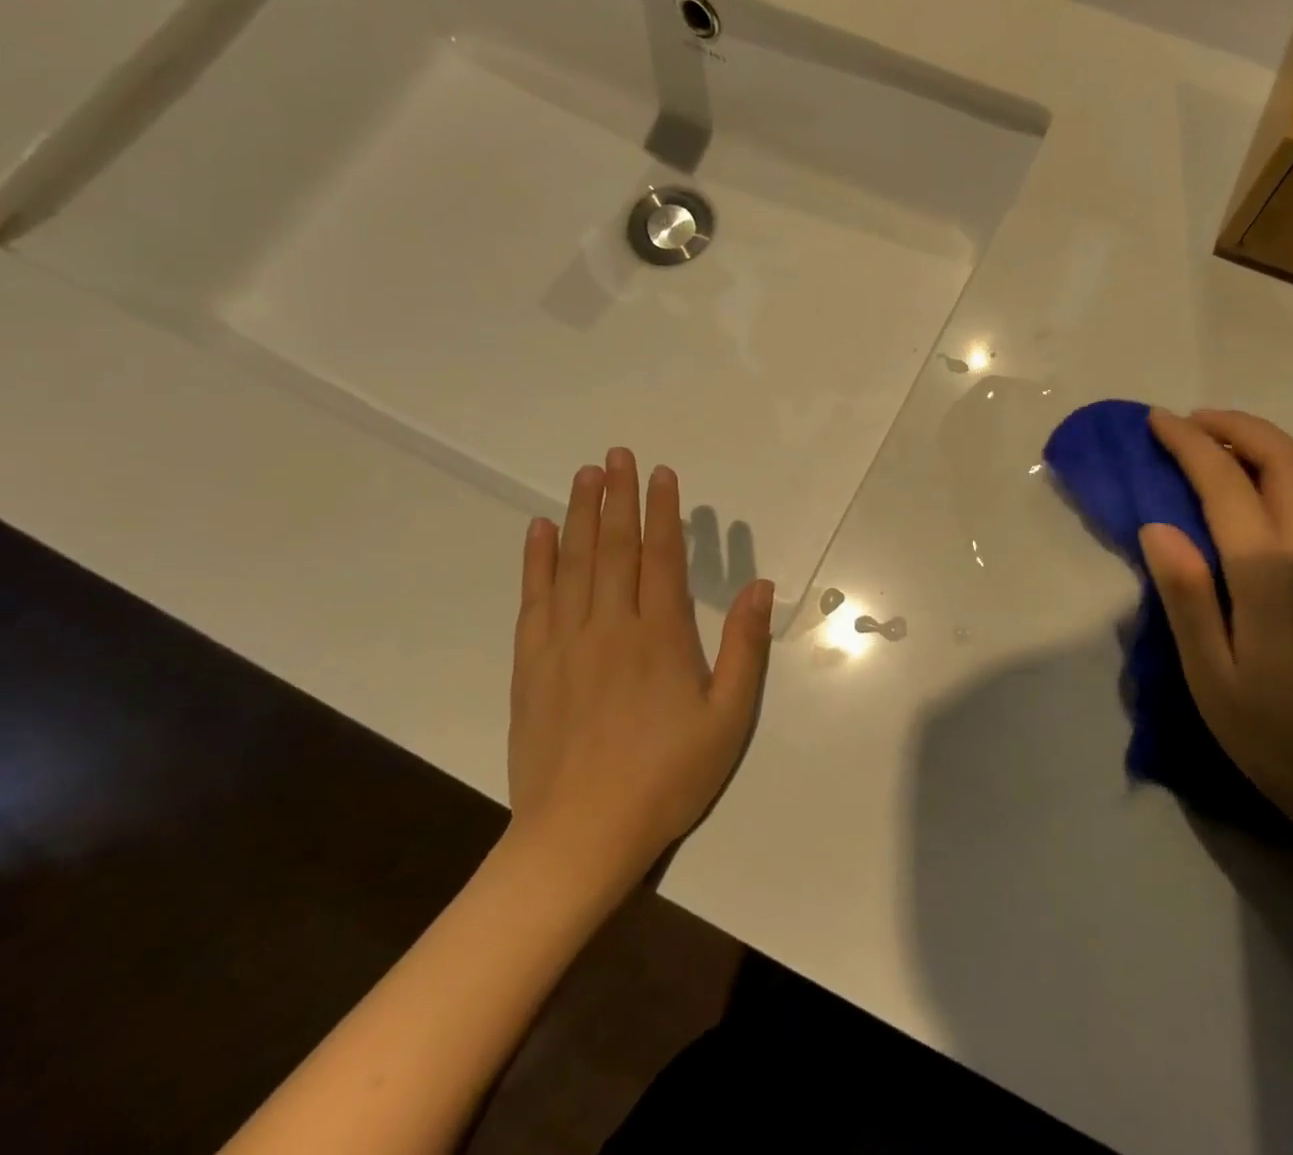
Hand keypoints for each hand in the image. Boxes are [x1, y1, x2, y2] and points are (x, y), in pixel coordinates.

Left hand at [506, 448, 772, 898]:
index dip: (663, 511)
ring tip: (584, 475)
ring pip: (574, 564)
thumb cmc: (666, 778)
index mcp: (660, 636)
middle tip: (616, 454)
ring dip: (580, 515)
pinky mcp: (532, 665)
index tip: (660, 473)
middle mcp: (610, 627)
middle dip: (618, 497)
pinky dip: (537, 561)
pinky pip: (535, 600)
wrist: (578, 838)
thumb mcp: (727, 719)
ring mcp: (565, 644)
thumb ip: (745, 648)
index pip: (662, 557)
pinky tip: (539, 531)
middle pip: (614, 548)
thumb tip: (760, 584)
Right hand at [1140, 409, 1292, 854]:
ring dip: (1269, 441)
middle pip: (1282, 458)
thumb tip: (1156, 525)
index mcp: (1272, 571)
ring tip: (1223, 444)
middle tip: (1188, 422)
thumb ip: (1185, 595)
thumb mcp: (1210, 674)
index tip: (1157, 422)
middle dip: (1233, 426)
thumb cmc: (1273, 734)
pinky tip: (1266, 485)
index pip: (1226, 482)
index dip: (1189, 444)